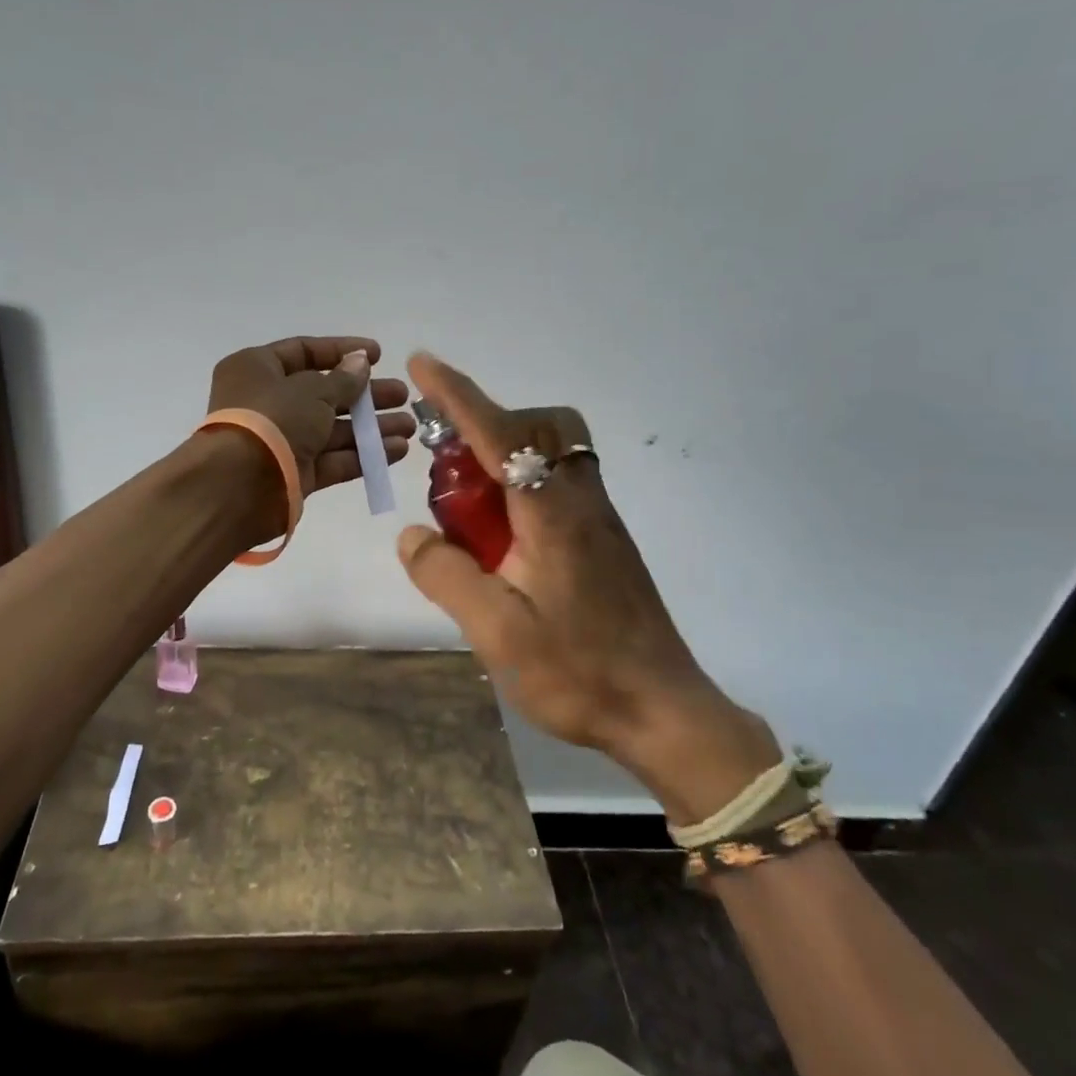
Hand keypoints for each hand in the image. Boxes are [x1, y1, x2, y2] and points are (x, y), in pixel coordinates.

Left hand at [208, 336, 413, 538]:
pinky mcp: (295, 474)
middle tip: (402, 395)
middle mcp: (267, 402)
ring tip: (409, 425)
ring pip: (332, 429)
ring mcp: (282, 440)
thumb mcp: (312, 390)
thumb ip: (343, 379)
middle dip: (365, 394)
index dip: (342, 351)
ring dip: (370, 427)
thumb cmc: (271, 419)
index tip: (378, 355)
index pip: (304, 351)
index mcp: (257, 369)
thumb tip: (360, 362)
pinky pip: (333, 459)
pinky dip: (362, 454)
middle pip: (324, 393)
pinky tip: (396, 450)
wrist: (239, 486)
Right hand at [394, 352, 778, 820]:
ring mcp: (599, 518)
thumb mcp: (496, 633)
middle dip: (487, 423)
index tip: (423, 363)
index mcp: (552, 513)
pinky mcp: (605, 539)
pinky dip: (523, 485)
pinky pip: (560, 482)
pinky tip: (504, 541)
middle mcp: (580, 500)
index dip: (457, 395)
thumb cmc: (579, 673)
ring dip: (506, 455)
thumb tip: (412, 534)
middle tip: (449, 470)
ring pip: (554, 451)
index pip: (499, 433)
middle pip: (539, 426)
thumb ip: (447, 576)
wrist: (663, 712)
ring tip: (471, 509)